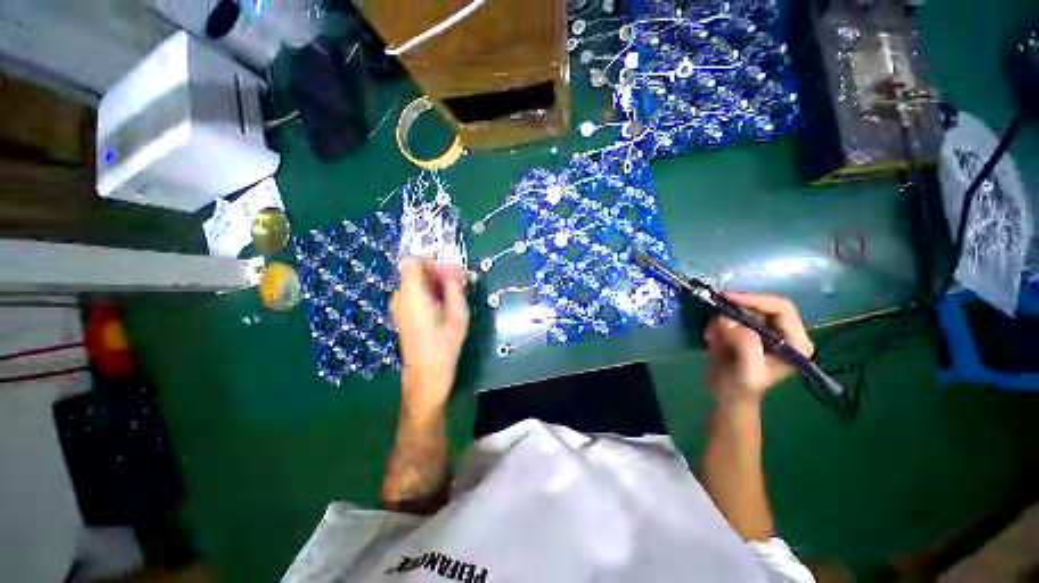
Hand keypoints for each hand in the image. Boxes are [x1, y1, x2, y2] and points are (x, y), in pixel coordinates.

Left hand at [391, 259, 469, 414]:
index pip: (413, 261)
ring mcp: (398, 306)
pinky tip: (442, 305)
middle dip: (437, 272)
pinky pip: (414, 293)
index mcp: (412, 295)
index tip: (450, 272)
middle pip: (415, 271)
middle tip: (458, 284)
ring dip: (435, 282)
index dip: (432, 261)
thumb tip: (454, 270)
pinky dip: (428, 292)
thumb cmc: (445, 345)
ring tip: (453, 295)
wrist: (426, 375)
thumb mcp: (458, 315)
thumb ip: (455, 288)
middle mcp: (400, 297)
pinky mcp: (401, 314)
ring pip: (415, 282)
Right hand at [704, 292, 812, 406]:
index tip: (727, 298)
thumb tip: (729, 320)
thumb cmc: (741, 387)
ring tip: (712, 334)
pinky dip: (719, 322)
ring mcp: (766, 331)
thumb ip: (745, 345)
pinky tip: (712, 336)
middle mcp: (785, 333)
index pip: (781, 308)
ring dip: (725, 317)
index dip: (755, 299)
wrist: (727, 396)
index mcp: (796, 342)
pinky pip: (733, 316)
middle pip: (763, 305)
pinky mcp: (749, 331)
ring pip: (745, 309)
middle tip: (715, 310)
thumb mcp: (747, 370)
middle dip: (737, 308)